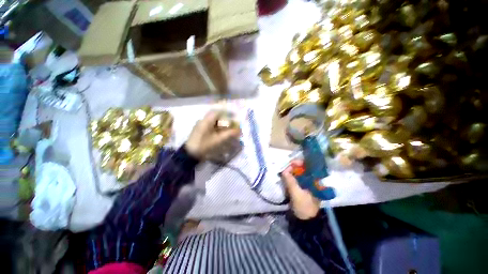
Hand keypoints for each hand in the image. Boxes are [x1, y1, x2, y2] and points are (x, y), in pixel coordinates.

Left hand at [185, 110, 240, 159]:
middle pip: (216, 116)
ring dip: (221, 124)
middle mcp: (203, 120)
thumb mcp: (218, 140)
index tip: (234, 116)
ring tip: (228, 129)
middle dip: (225, 119)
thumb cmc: (204, 146)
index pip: (218, 112)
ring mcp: (201, 125)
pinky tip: (221, 133)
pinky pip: (210, 126)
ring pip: (213, 121)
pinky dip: (217, 128)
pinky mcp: (200, 130)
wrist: (190, 154)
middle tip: (232, 124)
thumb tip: (239, 130)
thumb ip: (229, 134)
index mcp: (206, 121)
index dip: (227, 113)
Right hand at [281, 160, 320, 219]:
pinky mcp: (302, 187)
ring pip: (299, 173)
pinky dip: (291, 176)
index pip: (309, 166)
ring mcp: (307, 183)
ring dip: (292, 171)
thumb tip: (284, 171)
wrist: (305, 220)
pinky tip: (286, 176)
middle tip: (286, 167)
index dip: (300, 163)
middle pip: (303, 168)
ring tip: (285, 171)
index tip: (291, 163)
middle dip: (294, 166)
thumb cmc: (304, 206)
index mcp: (315, 181)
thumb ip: (290, 181)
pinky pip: (296, 178)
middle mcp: (313, 180)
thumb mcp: (296, 193)